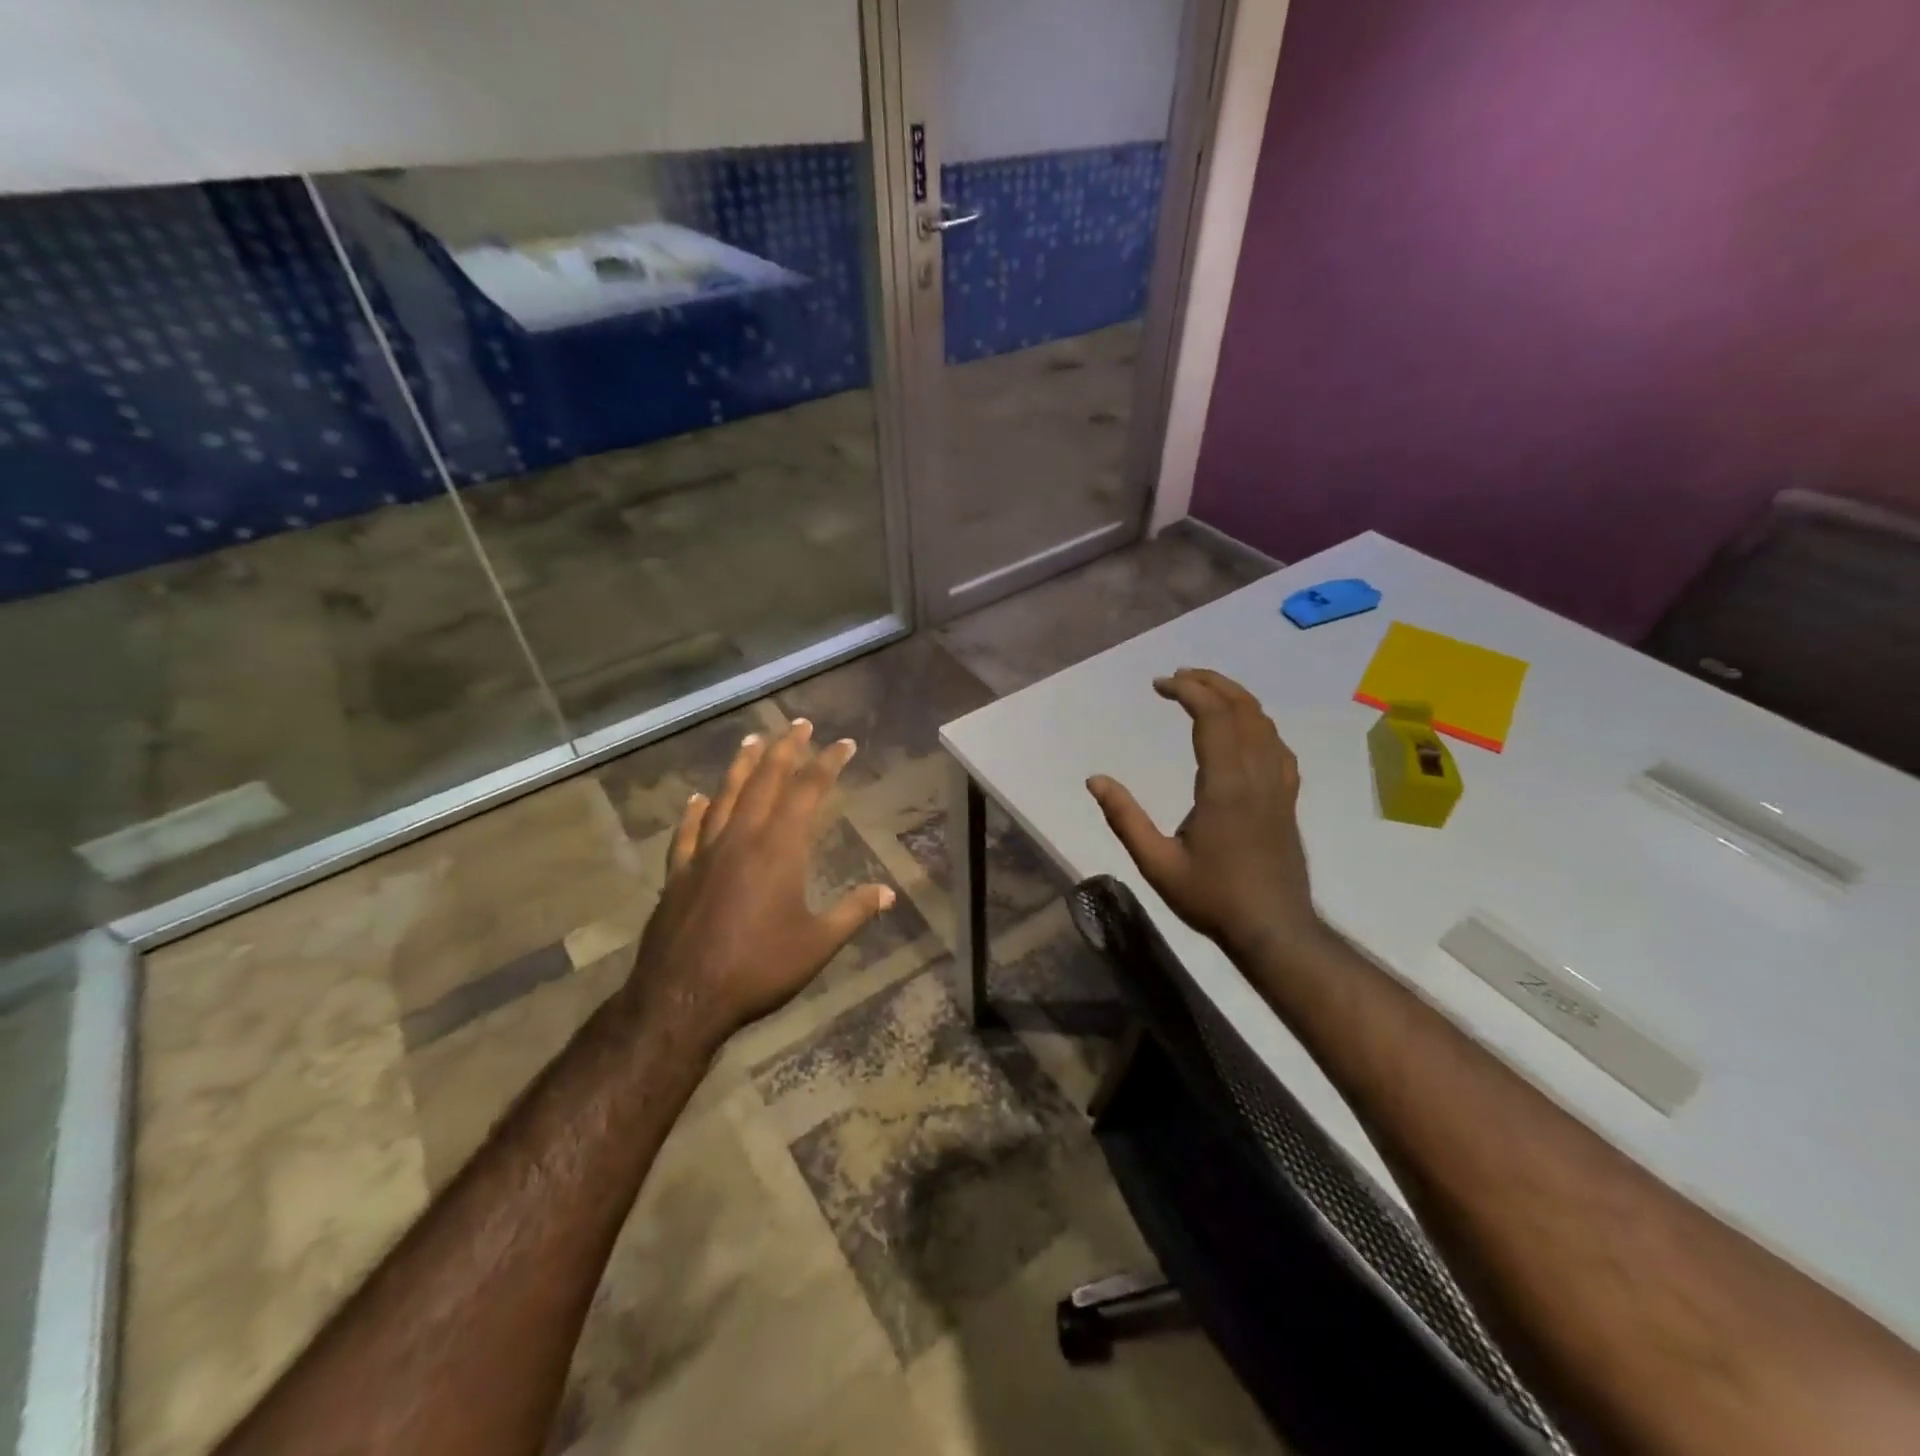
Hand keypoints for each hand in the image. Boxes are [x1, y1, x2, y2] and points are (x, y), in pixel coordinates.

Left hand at [624, 718, 894, 1045]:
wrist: (683, 998)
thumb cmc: (758, 969)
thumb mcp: (817, 944)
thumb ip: (853, 913)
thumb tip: (888, 893)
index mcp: (779, 849)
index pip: (808, 792)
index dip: (827, 764)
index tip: (843, 743)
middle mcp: (741, 839)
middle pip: (765, 781)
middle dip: (785, 749)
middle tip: (799, 724)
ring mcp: (705, 854)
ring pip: (726, 796)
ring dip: (742, 766)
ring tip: (753, 739)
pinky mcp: (678, 874)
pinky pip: (688, 833)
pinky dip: (695, 812)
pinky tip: (698, 799)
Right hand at [1088, 668, 1321, 957]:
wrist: (1275, 930)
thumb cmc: (1213, 898)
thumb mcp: (1157, 864)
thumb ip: (1125, 818)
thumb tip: (1094, 780)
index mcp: (1225, 785)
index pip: (1213, 717)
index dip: (1188, 691)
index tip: (1159, 684)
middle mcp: (1256, 775)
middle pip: (1242, 709)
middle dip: (1211, 683)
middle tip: (1178, 677)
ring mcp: (1278, 786)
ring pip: (1264, 724)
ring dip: (1235, 698)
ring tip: (1205, 692)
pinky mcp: (1287, 799)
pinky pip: (1276, 746)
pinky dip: (1256, 724)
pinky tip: (1243, 731)